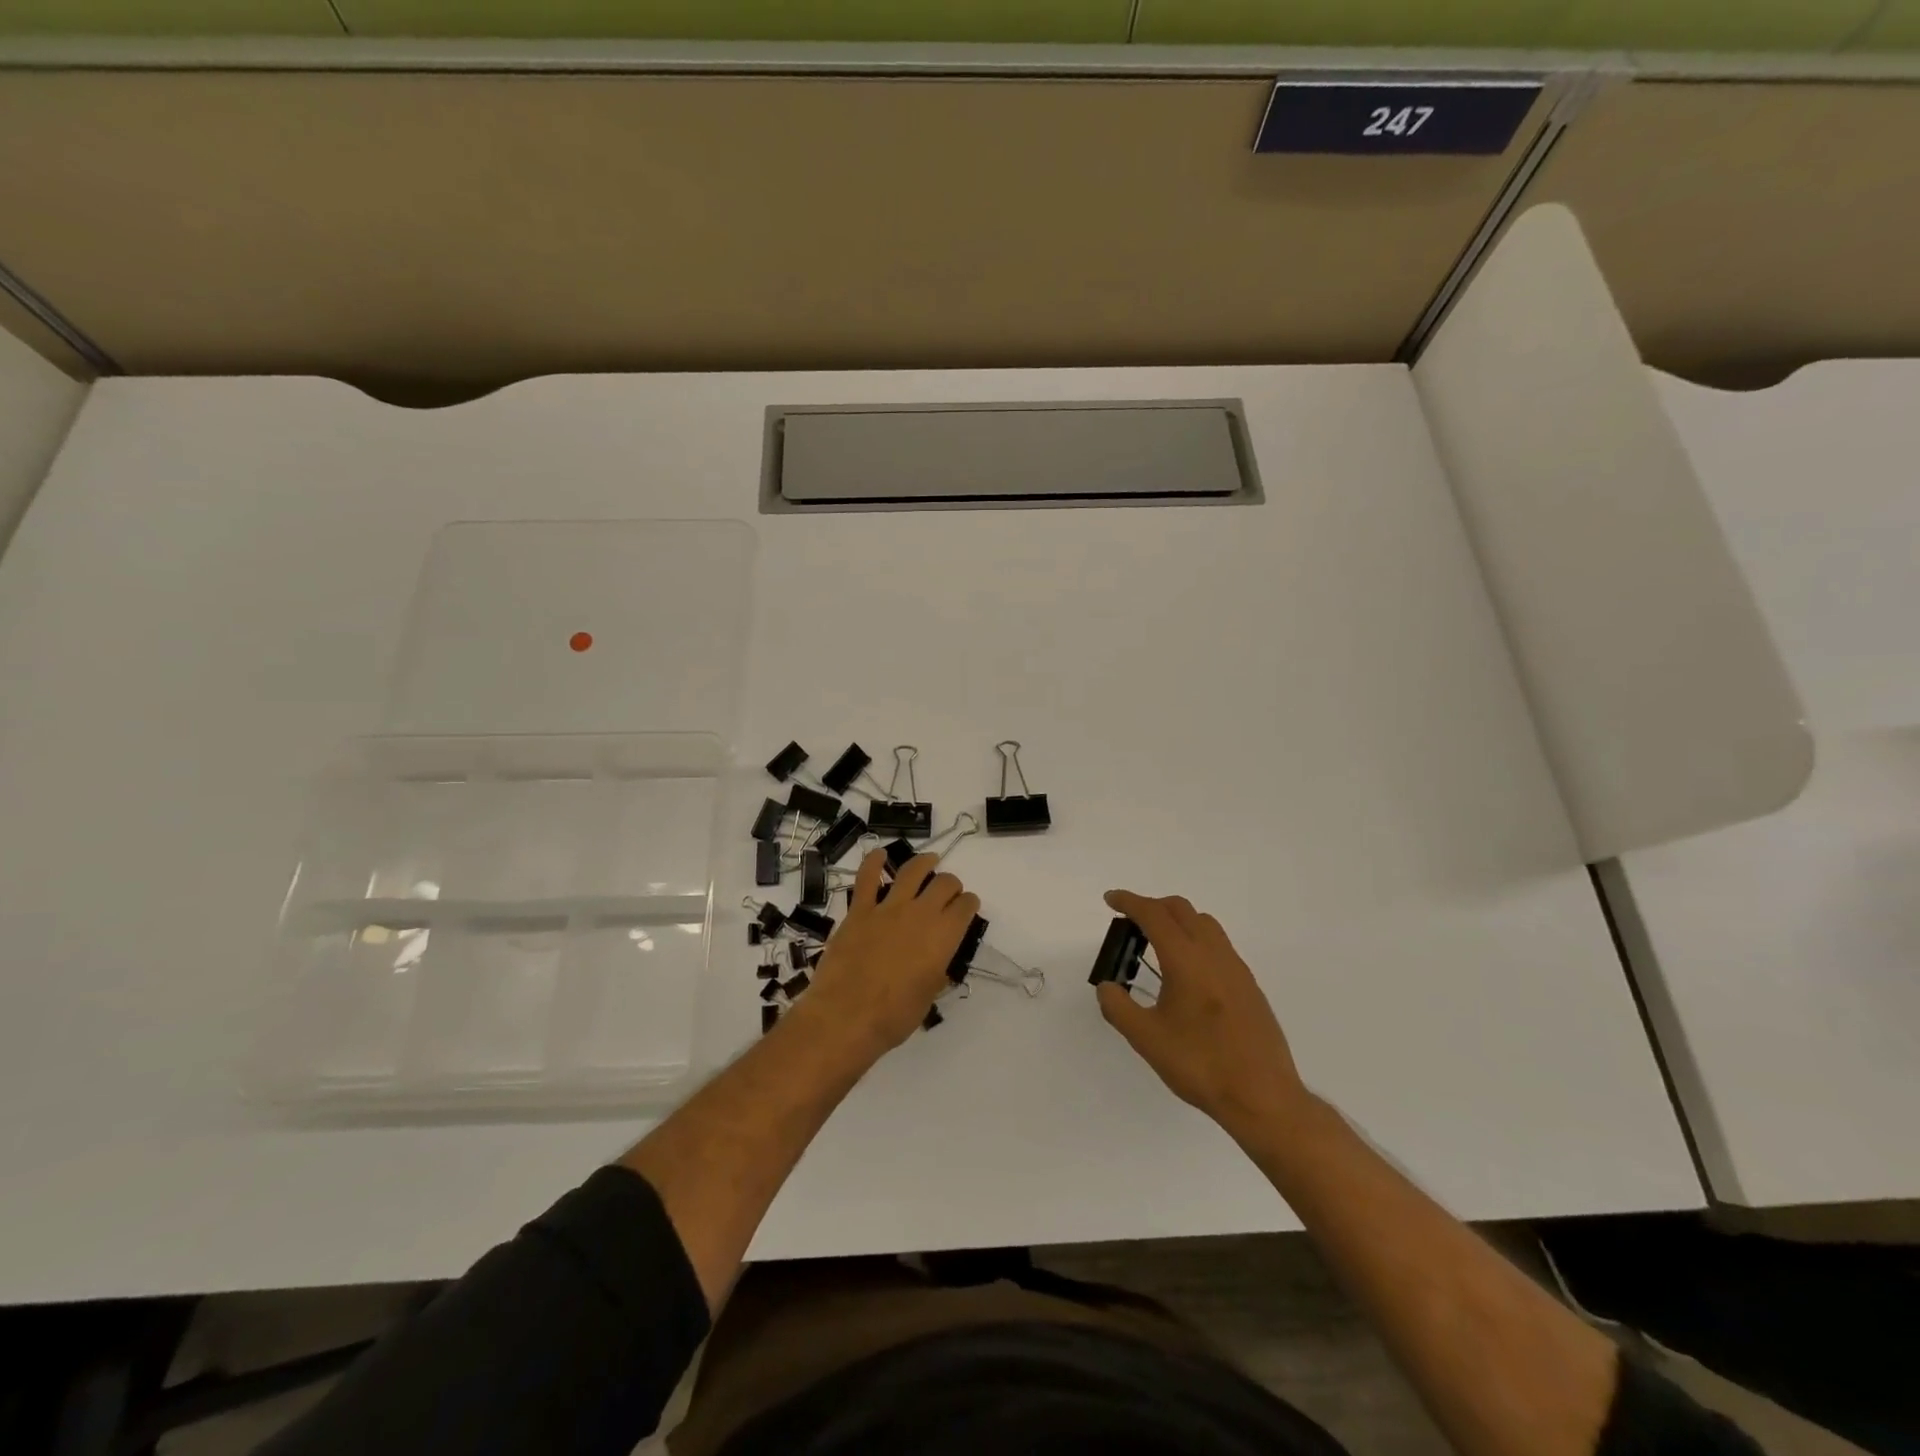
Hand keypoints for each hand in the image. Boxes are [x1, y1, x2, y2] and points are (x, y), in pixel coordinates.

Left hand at [796, 849, 978, 1057]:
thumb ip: (936, 972)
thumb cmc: (894, 1016)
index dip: (969, 904)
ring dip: (924, 862)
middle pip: (944, 883)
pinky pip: (867, 878)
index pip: (965, 906)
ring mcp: (888, 908)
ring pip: (912, 871)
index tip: (966, 907)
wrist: (847, 1017)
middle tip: (948, 891)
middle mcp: (921, 913)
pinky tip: (879, 854)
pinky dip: (874, 862)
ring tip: (930, 860)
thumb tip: (937, 964)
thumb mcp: (928, 997)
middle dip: (951, 884)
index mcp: (944, 936)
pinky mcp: (859, 910)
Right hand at [1096, 890, 1308, 1133]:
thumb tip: (1108, 986)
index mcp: (1186, 959)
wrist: (1262, 1096)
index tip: (1111, 899)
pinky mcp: (1249, 986)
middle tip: (1130, 921)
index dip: (1130, 902)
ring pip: (1204, 924)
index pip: (1154, 915)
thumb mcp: (1146, 1039)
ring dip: (1177, 921)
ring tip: (1158, 944)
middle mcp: (1213, 954)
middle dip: (1153, 906)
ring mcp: (1236, 968)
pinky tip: (1187, 974)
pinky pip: (1218, 945)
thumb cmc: (1200, 1064)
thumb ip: (1118, 1007)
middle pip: (1181, 910)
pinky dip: (1196, 940)